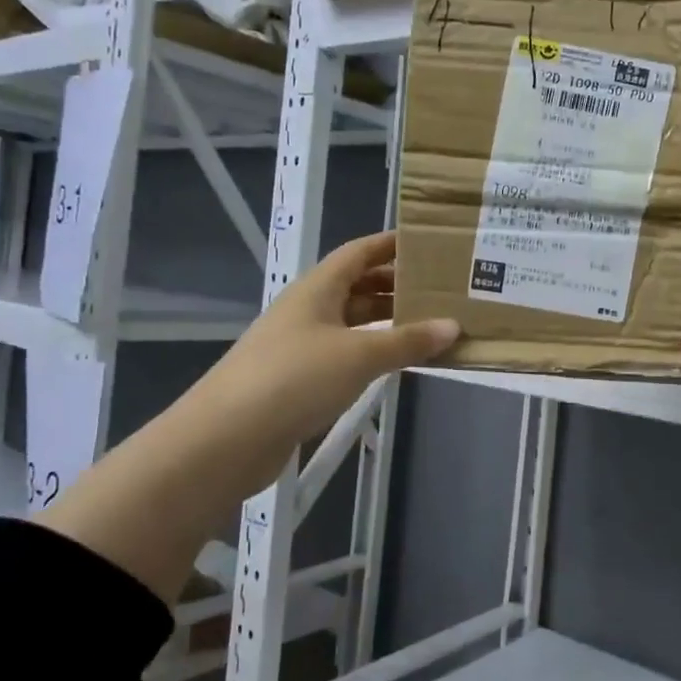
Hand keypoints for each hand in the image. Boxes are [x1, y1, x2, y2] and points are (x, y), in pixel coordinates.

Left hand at [204, 230, 458, 459]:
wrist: (227, 438)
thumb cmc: (296, 378)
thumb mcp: (359, 355)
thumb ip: (407, 341)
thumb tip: (453, 326)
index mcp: (317, 288)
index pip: (359, 252)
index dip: (390, 245)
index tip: (429, 243)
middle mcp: (308, 309)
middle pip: (357, 286)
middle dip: (396, 285)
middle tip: (441, 288)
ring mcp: (301, 344)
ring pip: (352, 321)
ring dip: (387, 321)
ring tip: (430, 323)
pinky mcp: (299, 378)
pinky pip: (345, 352)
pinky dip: (373, 351)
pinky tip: (396, 361)